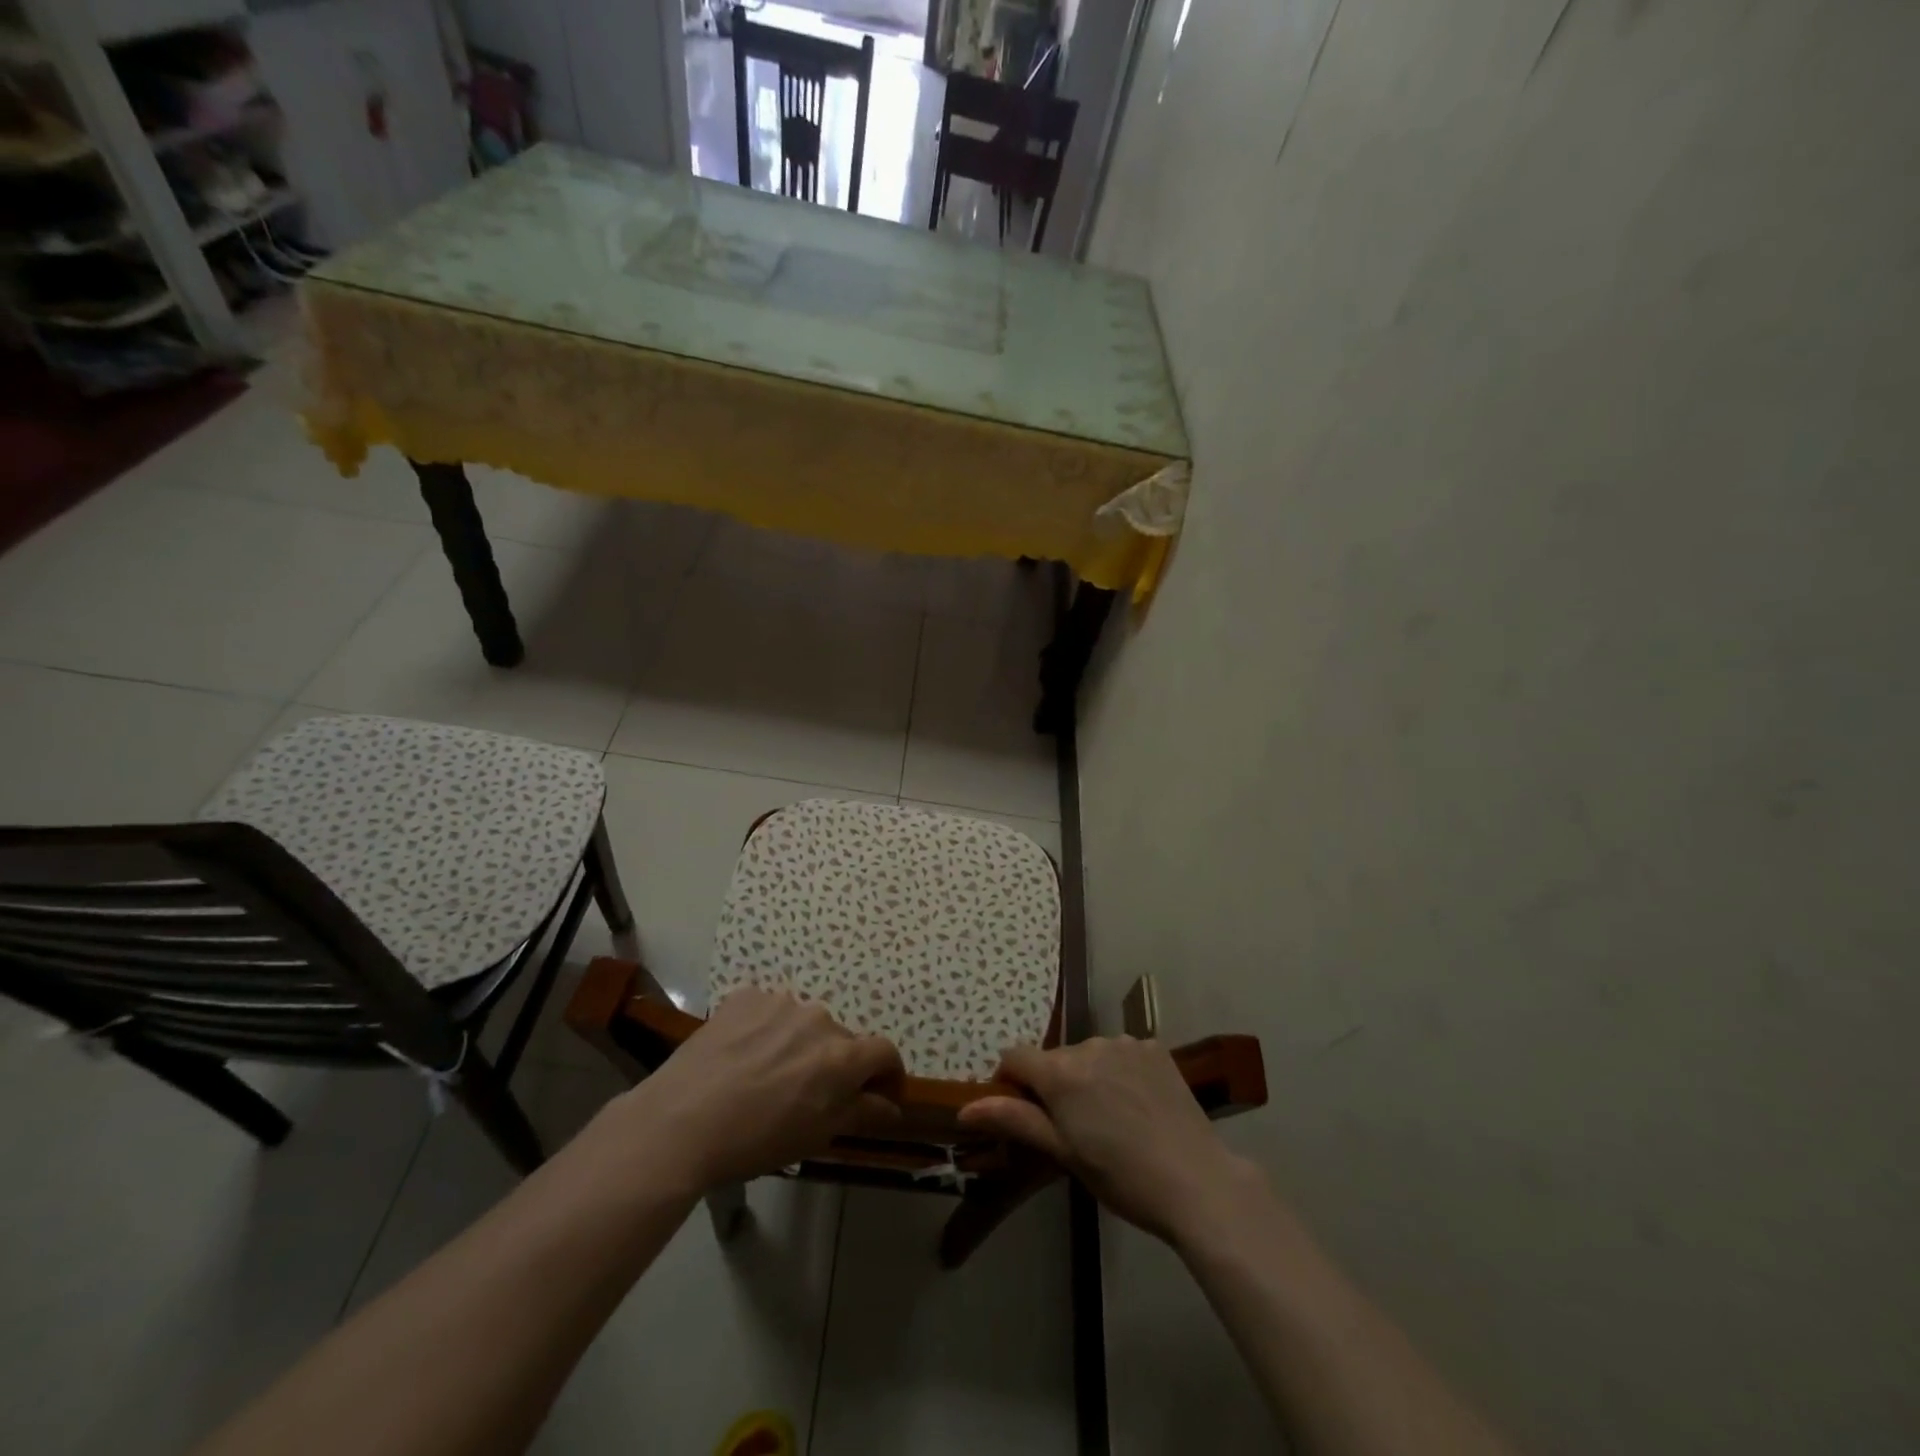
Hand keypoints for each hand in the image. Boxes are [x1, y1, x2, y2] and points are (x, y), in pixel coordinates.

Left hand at [612, 988, 904, 1191]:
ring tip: (768, 1074)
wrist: (680, 1122)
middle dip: (835, 1063)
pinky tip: (742, 1056)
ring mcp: (780, 1002)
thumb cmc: (755, 1140)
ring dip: (798, 1044)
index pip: (884, 1052)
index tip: (879, 1093)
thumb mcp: (816, 1136)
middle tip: (809, 1094)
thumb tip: (891, 1104)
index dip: (888, 1073)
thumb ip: (861, 1112)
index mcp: (842, 1055)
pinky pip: (768, 1011)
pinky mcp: (745, 996)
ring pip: (803, 1022)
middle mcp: (818, 1018)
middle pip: (840, 1038)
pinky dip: (765, 1030)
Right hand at [957, 1037, 1258, 1244]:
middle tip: (1076, 1129)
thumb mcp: (1064, 1154)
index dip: (1011, 1082)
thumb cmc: (1122, 1177)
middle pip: (1054, 1059)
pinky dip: (1120, 1072)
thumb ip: (1016, 1120)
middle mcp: (1089, 1045)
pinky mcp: (1155, 1047)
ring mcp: (1125, 1043)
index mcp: (1061, 1072)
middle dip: (1054, 1085)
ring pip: (1089, 1054)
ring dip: (1088, 1077)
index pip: (1015, 1056)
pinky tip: (1138, 1104)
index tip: (1024, 1113)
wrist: (1198, 1182)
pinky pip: (1122, 1053)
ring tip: (1112, 1119)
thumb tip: (964, 1107)